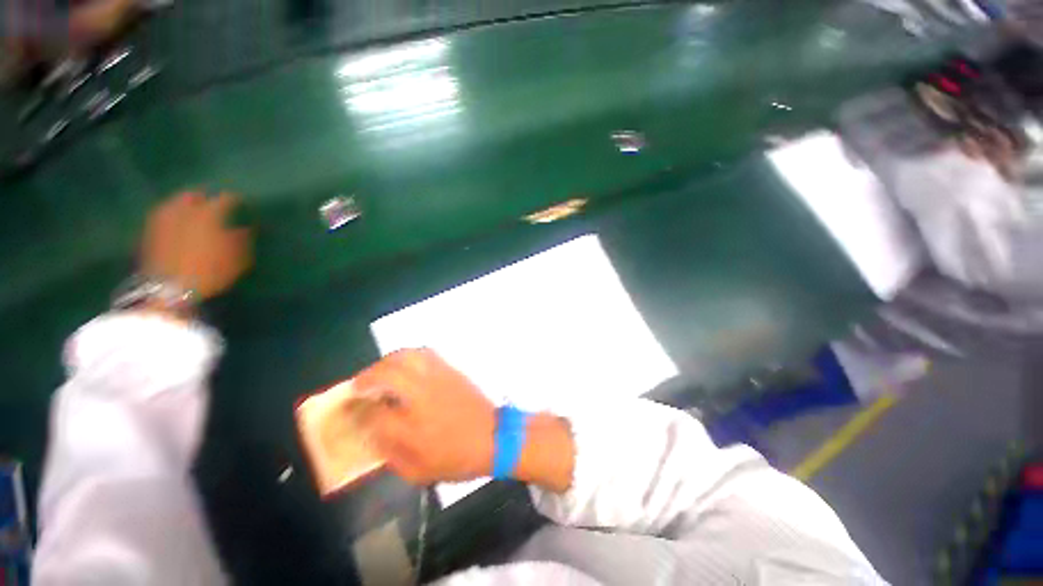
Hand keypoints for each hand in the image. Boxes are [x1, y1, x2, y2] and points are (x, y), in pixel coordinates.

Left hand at [141, 192, 252, 299]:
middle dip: (204, 197)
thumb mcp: (238, 258)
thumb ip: (243, 239)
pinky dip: (173, 217)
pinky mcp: (150, 232)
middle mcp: (185, 209)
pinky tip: (177, 224)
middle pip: (194, 195)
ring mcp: (164, 219)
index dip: (236, 200)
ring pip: (175, 203)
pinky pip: (164, 216)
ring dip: (185, 205)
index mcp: (209, 213)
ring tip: (193, 212)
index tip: (242, 203)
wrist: (171, 289)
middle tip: (213, 203)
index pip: (226, 199)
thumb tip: (246, 227)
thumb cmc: (212, 271)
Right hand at [352, 349, 495, 485]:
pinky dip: (410, 355)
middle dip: (367, 377)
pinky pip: (426, 353)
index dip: (358, 411)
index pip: (374, 413)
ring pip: (407, 356)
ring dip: (388, 361)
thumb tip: (371, 432)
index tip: (351, 411)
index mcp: (412, 426)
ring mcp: (439, 377)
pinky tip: (405, 365)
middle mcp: (423, 395)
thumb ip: (389, 452)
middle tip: (359, 385)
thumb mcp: (418, 471)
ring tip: (380, 371)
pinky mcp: (451, 370)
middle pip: (388, 373)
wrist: (494, 437)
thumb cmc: (457, 458)